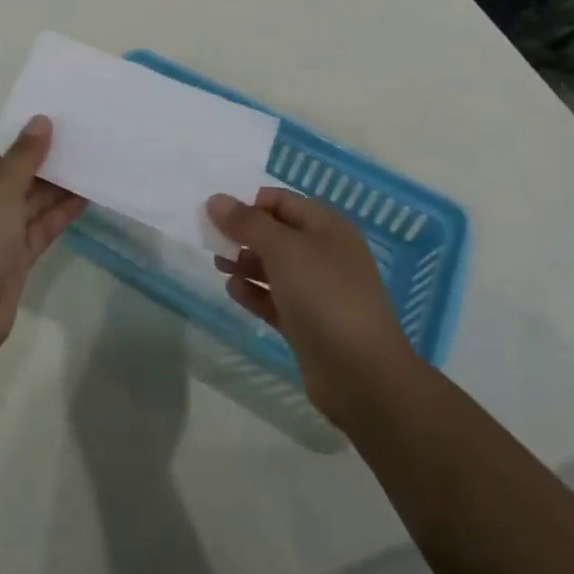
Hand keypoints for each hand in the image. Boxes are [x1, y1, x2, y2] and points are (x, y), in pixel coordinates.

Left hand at [0, 116, 85, 356]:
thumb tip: (40, 120)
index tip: (61, 117)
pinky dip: (61, 212)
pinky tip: (87, 196)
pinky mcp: (16, 255)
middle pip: (18, 173)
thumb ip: (24, 155)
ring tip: (92, 162)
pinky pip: (41, 226)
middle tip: (85, 137)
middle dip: (48, 159)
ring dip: (59, 185)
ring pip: (33, 200)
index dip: (27, 134)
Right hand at [208, 186, 416, 424]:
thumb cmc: (324, 295)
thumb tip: (216, 199)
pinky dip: (254, 293)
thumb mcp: (282, 249)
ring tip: (218, 266)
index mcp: (327, 227)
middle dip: (243, 235)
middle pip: (276, 234)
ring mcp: (318, 291)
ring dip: (245, 264)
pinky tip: (233, 291)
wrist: (362, 374)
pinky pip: (275, 299)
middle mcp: (324, 254)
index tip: (218, 214)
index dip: (249, 203)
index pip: (282, 201)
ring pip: (274, 267)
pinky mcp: (308, 324)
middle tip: (212, 241)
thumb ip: (247, 222)